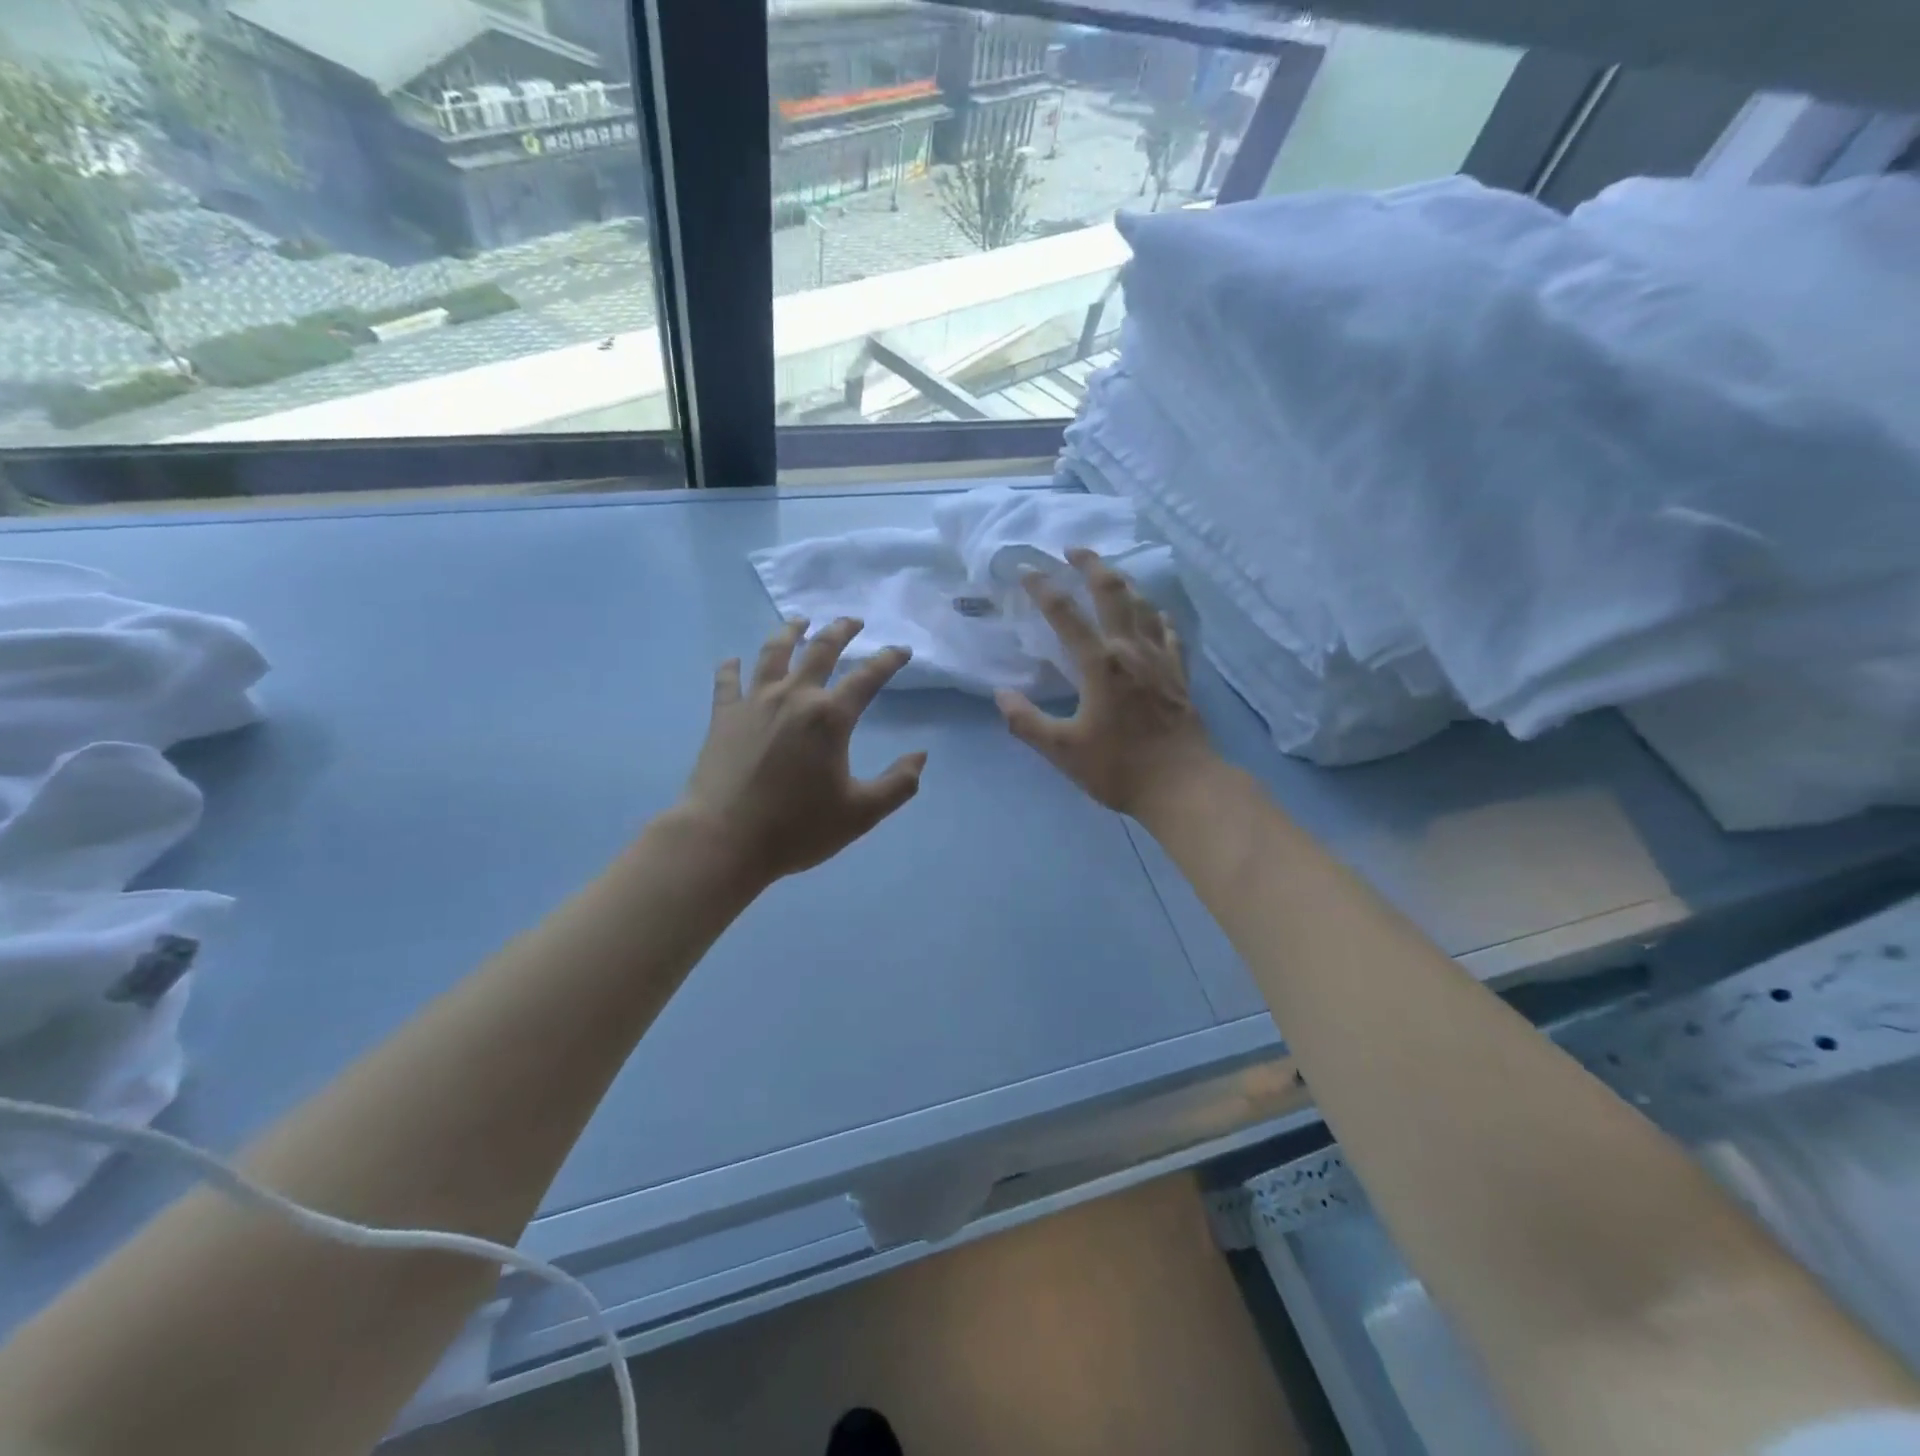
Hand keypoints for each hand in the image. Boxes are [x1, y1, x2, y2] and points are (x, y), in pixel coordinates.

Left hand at [680, 617, 925, 883]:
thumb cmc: (797, 828)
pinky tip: (733, 660)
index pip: (867, 677)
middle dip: (840, 631)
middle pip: (820, 650)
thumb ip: (898, 784)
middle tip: (853, 621)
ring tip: (799, 621)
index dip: (888, 660)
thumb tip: (920, 756)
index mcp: (830, 717)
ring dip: (790, 632)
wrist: (724, 840)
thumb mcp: (861, 814)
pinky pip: (727, 681)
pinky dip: (731, 667)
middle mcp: (794, 697)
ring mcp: (754, 703)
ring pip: (773, 653)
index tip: (901, 650)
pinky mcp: (722, 717)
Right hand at [995, 551, 1215, 817]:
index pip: (1064, 613)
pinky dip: (1156, 615)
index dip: (1042, 587)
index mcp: (1099, 664)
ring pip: (1143, 604)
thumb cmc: (1119, 768)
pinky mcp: (1179, 673)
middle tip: (1073, 548)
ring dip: (1123, 583)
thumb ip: (1027, 722)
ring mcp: (1160, 658)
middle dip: (1091, 564)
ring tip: (1107, 574)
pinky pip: (1169, 630)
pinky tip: (1154, 613)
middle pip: (1112, 591)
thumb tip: (1001, 696)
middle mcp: (1131, 649)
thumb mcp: (1062, 751)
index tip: (1025, 569)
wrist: (1184, 786)